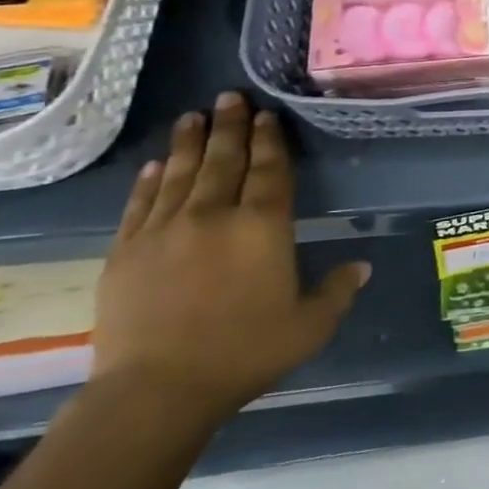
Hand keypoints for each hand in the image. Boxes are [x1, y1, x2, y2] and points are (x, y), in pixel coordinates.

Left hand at [91, 92, 367, 427]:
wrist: (156, 391)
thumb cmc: (245, 354)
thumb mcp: (309, 326)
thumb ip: (337, 290)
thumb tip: (363, 266)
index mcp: (262, 226)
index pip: (269, 169)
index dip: (269, 139)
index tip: (266, 115)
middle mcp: (214, 214)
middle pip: (224, 159)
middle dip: (229, 125)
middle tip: (229, 97)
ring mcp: (165, 230)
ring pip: (180, 173)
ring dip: (189, 142)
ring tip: (192, 116)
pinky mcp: (126, 251)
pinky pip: (140, 203)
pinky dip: (149, 180)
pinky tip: (155, 165)